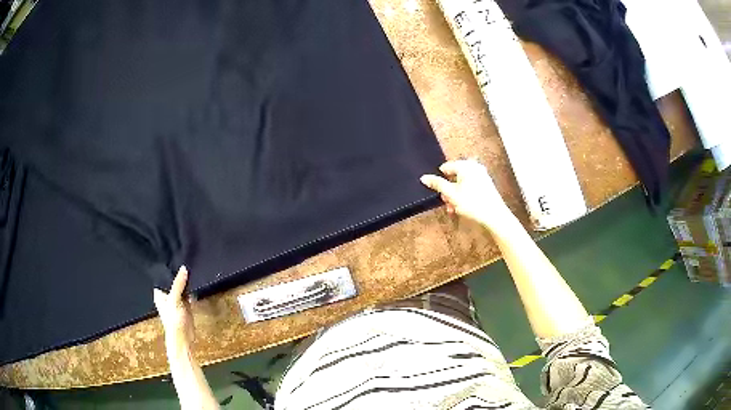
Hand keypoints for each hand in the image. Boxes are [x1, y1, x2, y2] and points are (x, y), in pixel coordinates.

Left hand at [154, 266, 193, 350]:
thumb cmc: (173, 320)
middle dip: (178, 274)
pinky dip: (191, 289)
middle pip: (173, 282)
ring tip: (191, 266)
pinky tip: (195, 281)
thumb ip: (178, 284)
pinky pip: (187, 293)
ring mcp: (176, 301)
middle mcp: (167, 296)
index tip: (174, 256)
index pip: (162, 277)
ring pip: (181, 287)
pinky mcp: (185, 305)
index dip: (167, 269)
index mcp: (159, 294)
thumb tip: (184, 268)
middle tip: (185, 259)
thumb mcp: (174, 300)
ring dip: (185, 281)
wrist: (183, 338)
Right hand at [421, 159, 515, 231]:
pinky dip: (464, 196)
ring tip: (454, 209)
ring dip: (455, 196)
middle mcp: (474, 167)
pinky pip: (470, 187)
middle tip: (447, 203)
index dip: (440, 180)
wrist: (494, 216)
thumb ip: (437, 184)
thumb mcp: (451, 194)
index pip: (446, 167)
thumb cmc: (473, 203)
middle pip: (454, 176)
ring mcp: (481, 175)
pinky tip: (462, 208)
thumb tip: (424, 177)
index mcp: (466, 165)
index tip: (439, 192)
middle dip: (448, 191)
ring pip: (462, 184)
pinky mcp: (486, 185)